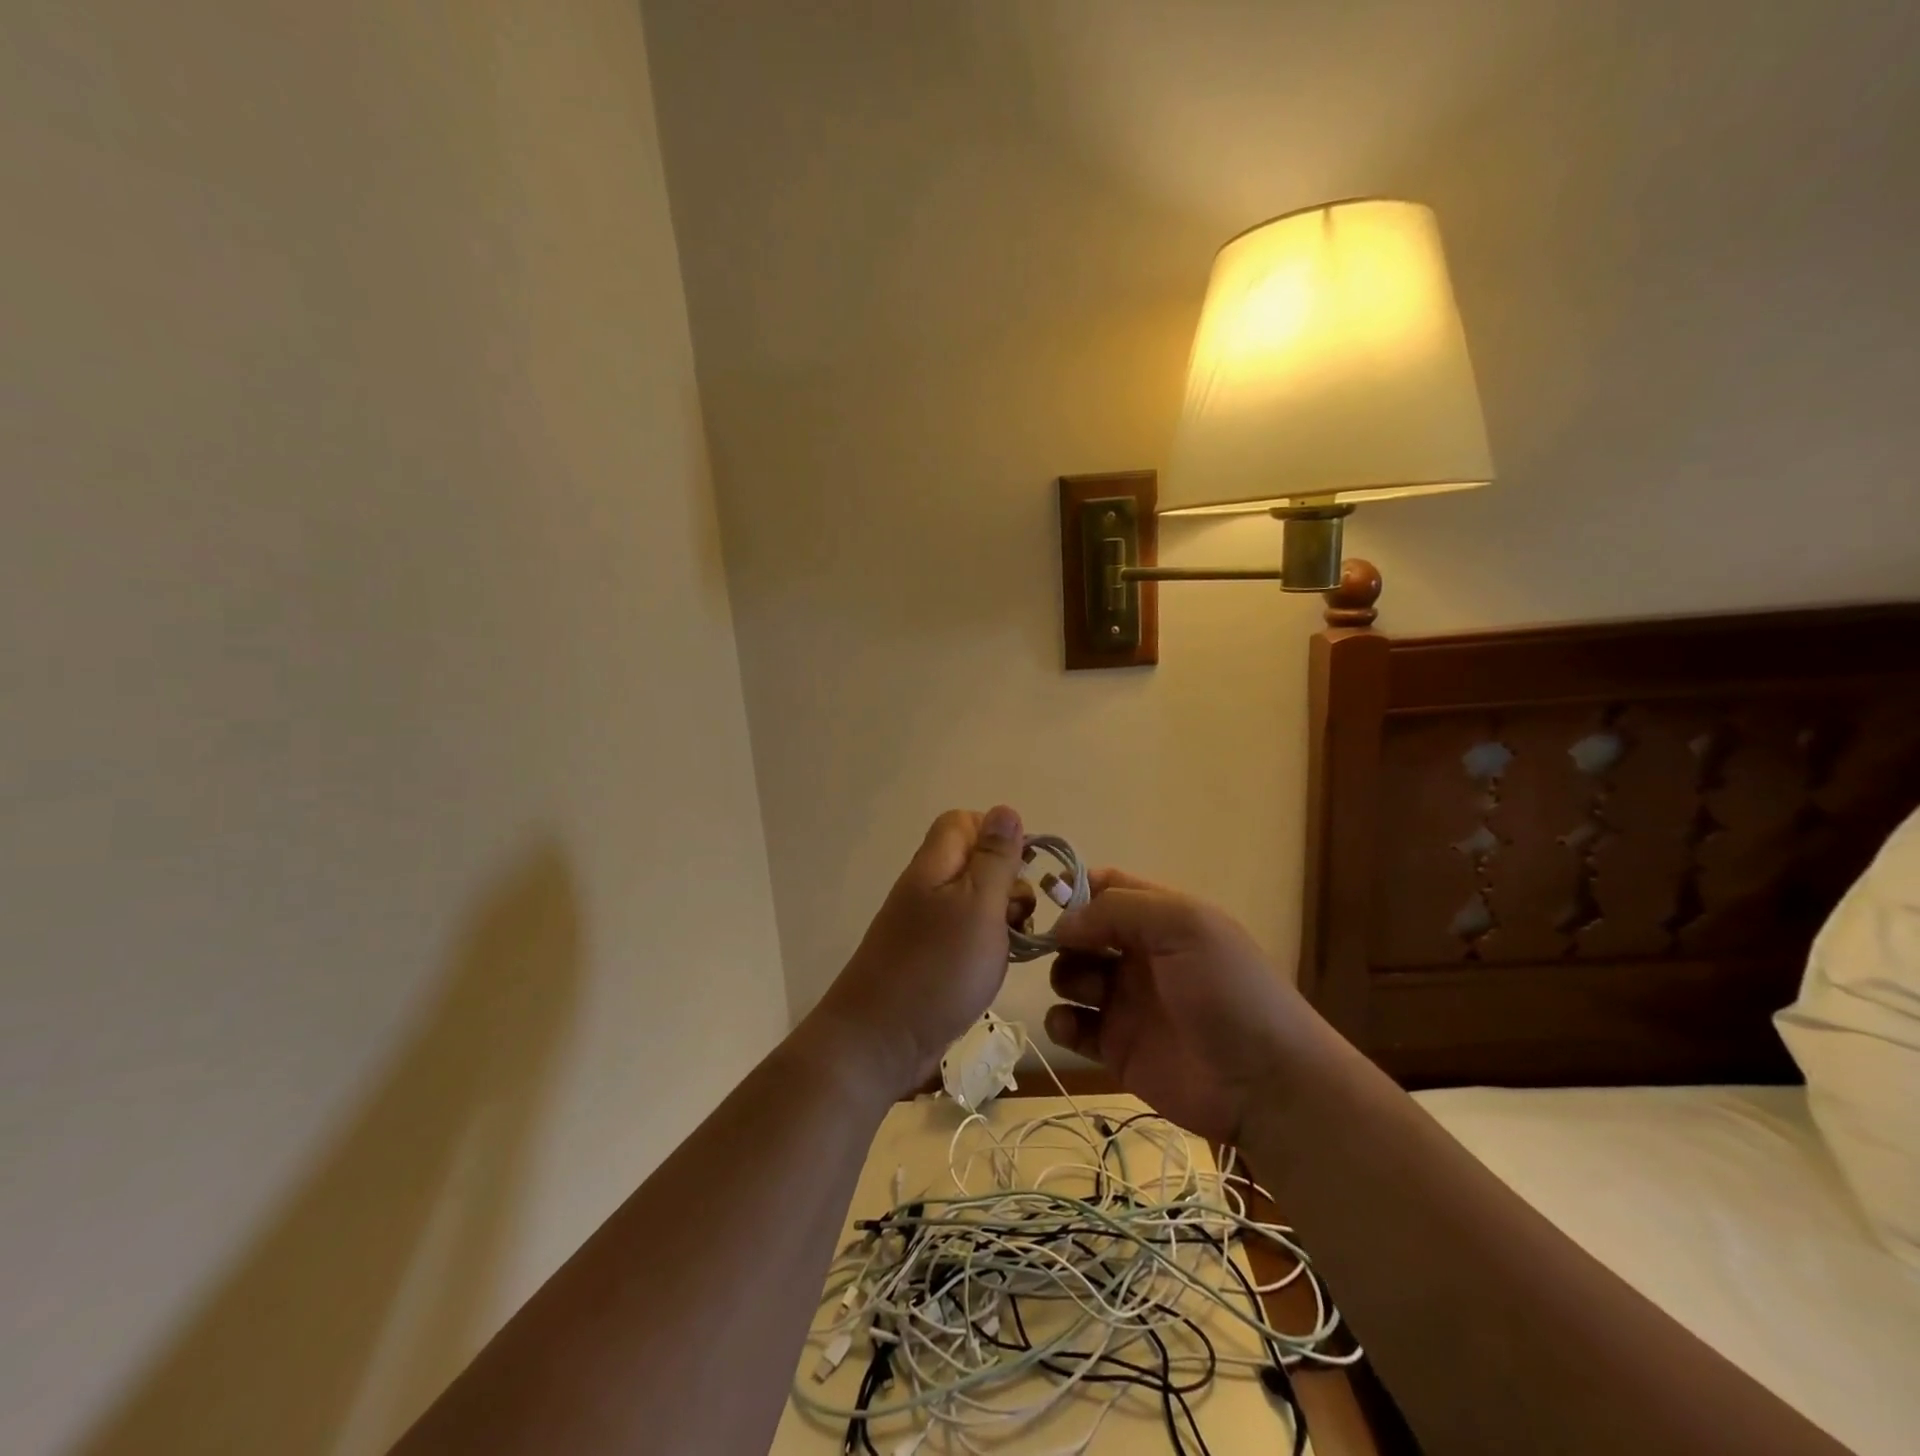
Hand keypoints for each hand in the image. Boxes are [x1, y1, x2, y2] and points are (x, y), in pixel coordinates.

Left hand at [805, 807, 1031, 1100]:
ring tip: (1015, 944)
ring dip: (1002, 916)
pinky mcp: (928, 957)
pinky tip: (997, 966)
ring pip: (974, 901)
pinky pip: (965, 934)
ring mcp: (924, 924)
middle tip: (1022, 915)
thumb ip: (995, 858)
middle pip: (973, 862)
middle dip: (1008, 881)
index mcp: (934, 865)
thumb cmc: (937, 968)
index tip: (1025, 868)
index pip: (963, 822)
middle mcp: (926, 887)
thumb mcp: (978, 905)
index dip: (997, 835)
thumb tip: (1004, 810)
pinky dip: (987, 944)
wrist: (879, 1041)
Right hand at [1044, 870, 1310, 1143]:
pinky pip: (1070, 1025)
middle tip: (1062, 949)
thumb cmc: (1227, 990)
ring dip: (1065, 976)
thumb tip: (1063, 922)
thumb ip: (1118, 909)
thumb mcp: (1184, 925)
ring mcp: (1125, 1000)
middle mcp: (1138, 954)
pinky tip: (1071, 1025)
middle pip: (1080, 931)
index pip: (1107, 886)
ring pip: (1070, 975)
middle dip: (1062, 935)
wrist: (1265, 1084)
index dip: (1075, 887)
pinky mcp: (1114, 1046)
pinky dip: (1059, 1021)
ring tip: (1089, 993)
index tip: (1048, 898)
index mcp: (1159, 919)